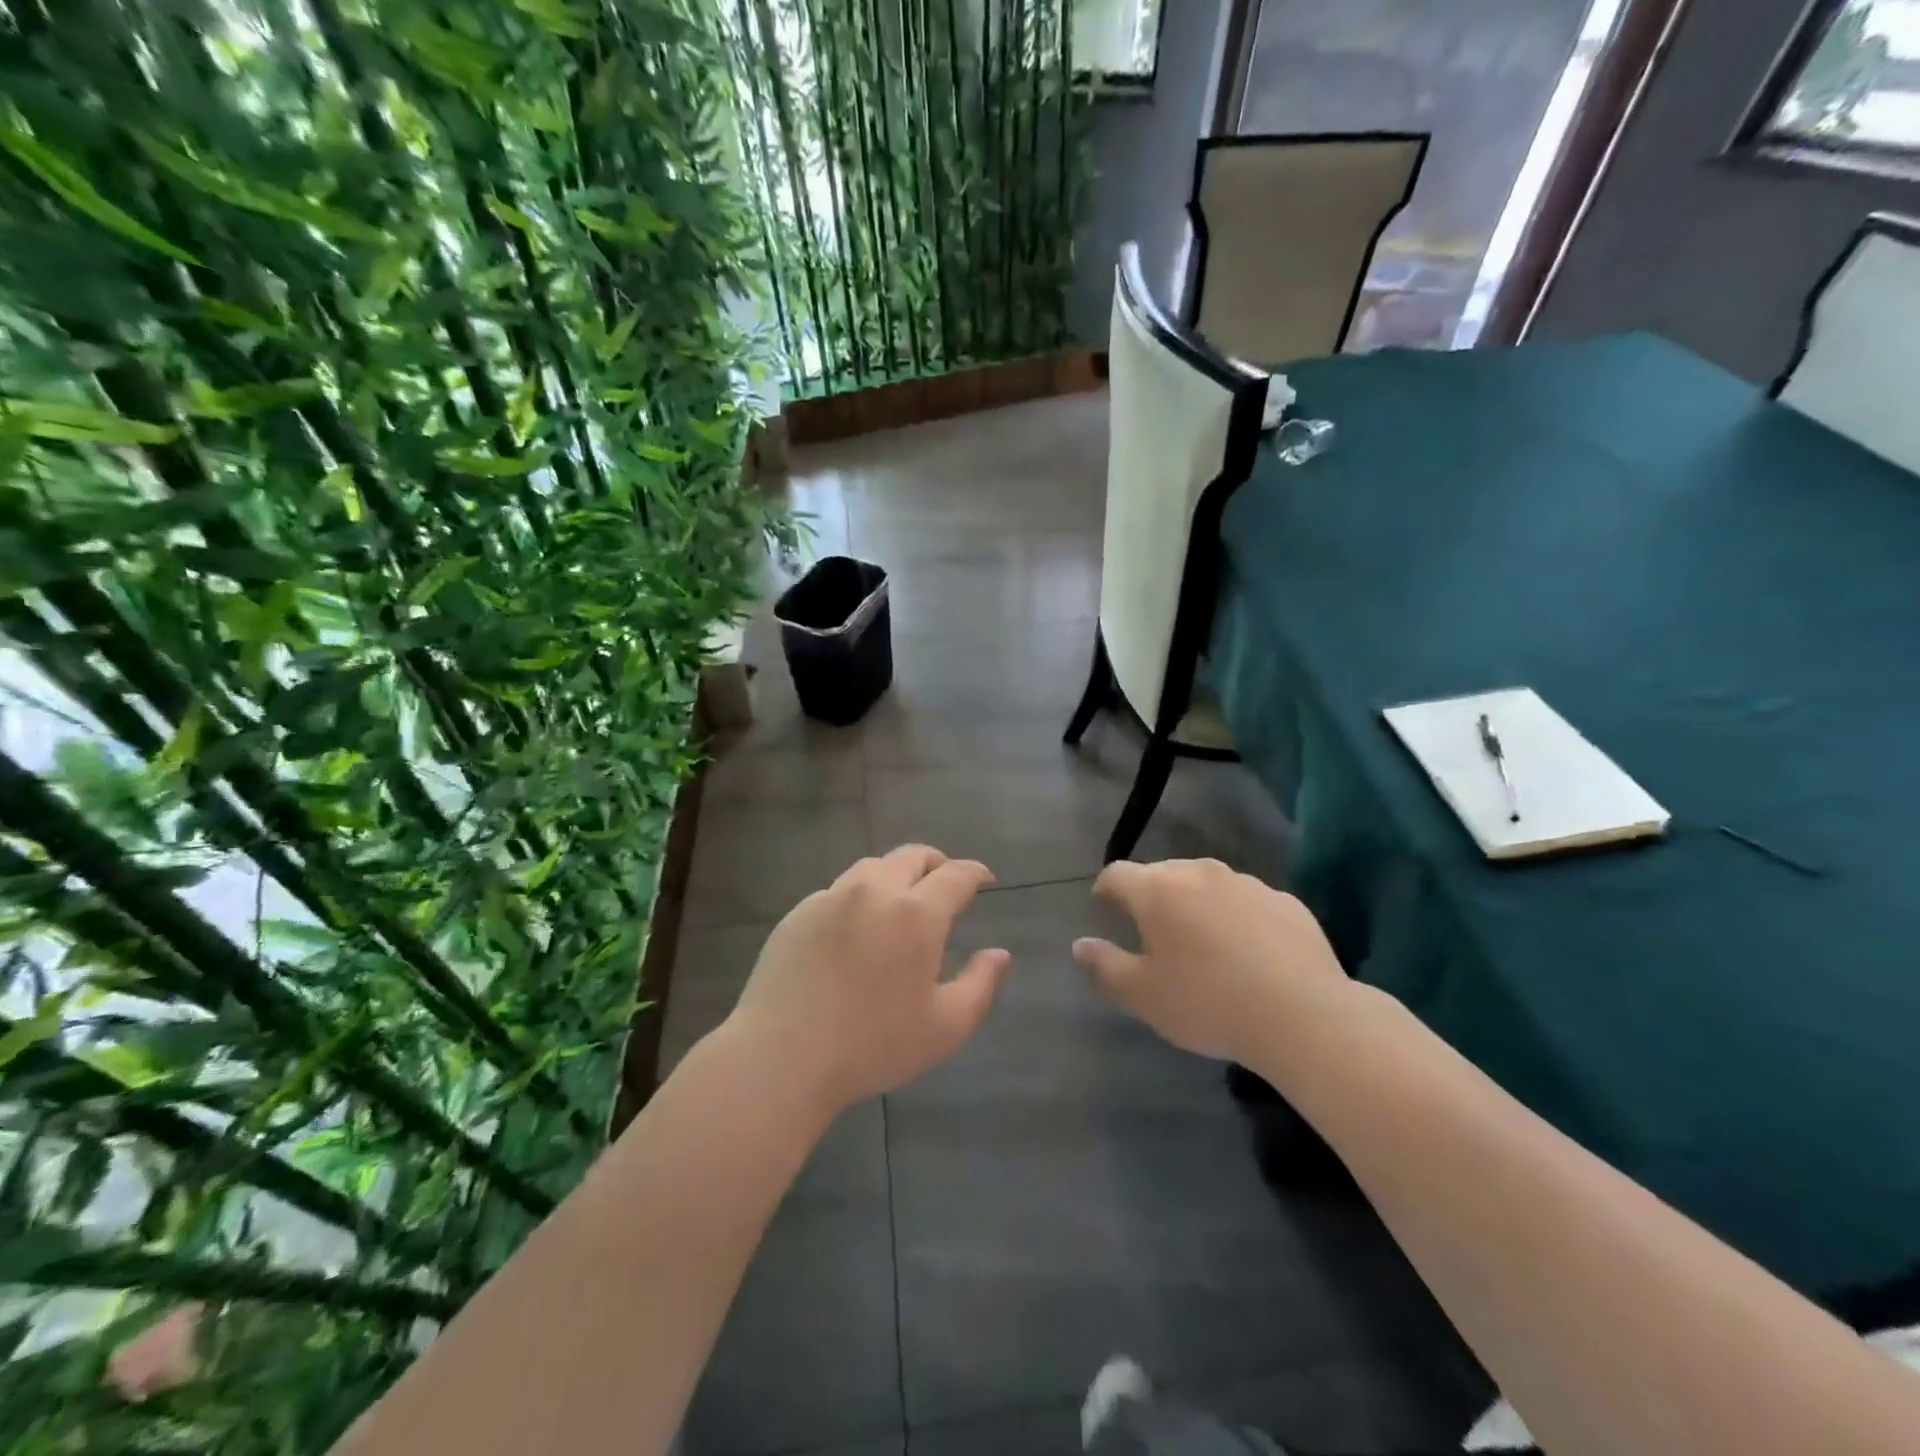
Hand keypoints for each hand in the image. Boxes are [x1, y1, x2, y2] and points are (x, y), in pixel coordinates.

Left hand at [728, 844, 1011, 1113]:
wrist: (782, 1056)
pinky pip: (838, 890)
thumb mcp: (945, 1028)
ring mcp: (832, 897)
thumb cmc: (872, 1045)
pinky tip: (855, 928)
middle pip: (912, 855)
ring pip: (872, 866)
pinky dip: (859, 897)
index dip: (974, 872)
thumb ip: (981, 985)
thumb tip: (1000, 953)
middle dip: (936, 863)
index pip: (955, 874)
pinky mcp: (799, 912)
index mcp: (916, 913)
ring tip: (899, 901)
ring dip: (895, 874)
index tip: (984, 879)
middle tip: (944, 883)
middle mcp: (875, 891)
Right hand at [1072, 858, 1348, 1064]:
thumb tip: (1079, 945)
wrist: (1304, 1016)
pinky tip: (1247, 953)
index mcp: (1158, 890)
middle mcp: (1200, 874)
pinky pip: (1247, 902)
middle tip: (1151, 930)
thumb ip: (1104, 966)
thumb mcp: (1143, 996)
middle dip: (1151, 895)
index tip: (1103, 907)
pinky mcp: (1286, 901)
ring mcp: (1247, 884)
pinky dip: (1237, 917)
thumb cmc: (1208, 1003)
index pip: (1117, 874)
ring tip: (1201, 941)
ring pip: (1208, 884)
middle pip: (1163, 873)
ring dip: (1196, 904)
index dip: (1105, 889)